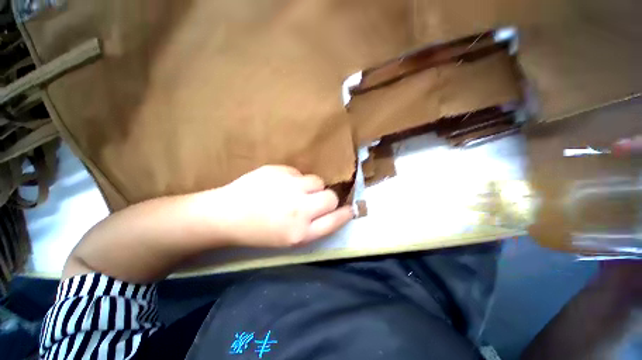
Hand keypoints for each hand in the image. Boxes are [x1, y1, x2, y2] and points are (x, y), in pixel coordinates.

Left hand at [198, 165, 353, 247]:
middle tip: (315, 201)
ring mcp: (289, 187)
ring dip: (311, 187)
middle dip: (328, 199)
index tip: (350, 209)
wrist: (226, 215)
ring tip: (296, 191)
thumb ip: (313, 226)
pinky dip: (295, 179)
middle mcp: (299, 209)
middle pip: (330, 197)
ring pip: (317, 181)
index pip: (334, 220)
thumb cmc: (258, 232)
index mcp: (300, 232)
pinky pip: (299, 173)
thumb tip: (332, 209)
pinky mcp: (278, 171)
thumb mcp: (289, 239)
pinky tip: (280, 185)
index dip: (345, 214)